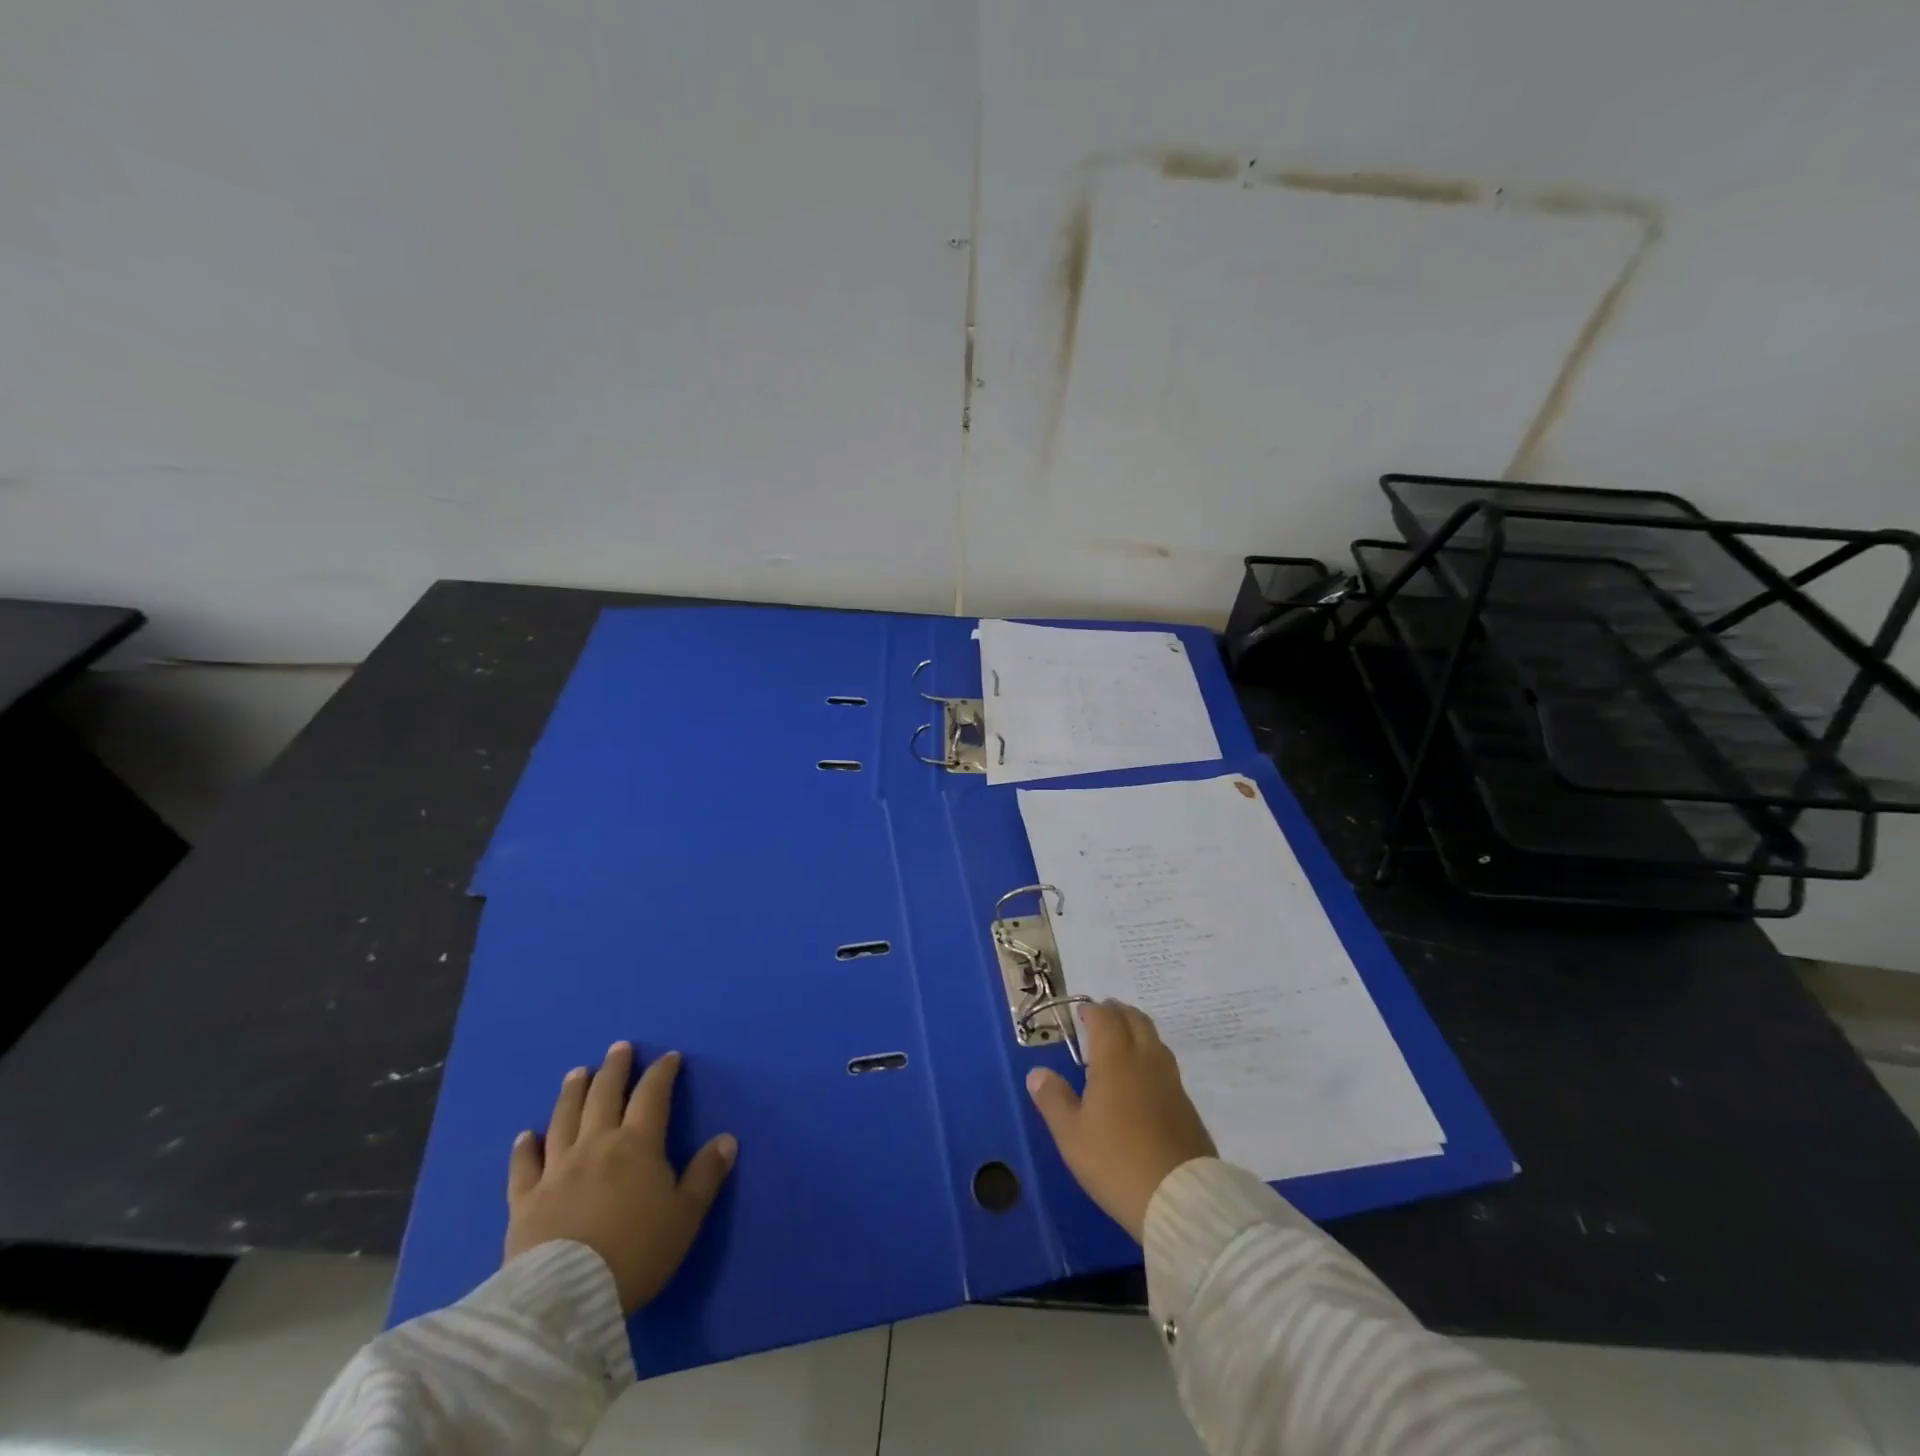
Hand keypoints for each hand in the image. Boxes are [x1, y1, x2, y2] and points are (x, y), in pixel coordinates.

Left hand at [505, 1042, 736, 1313]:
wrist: (567, 1298)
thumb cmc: (636, 1252)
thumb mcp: (685, 1215)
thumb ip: (706, 1174)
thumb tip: (727, 1139)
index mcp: (637, 1144)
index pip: (652, 1095)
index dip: (662, 1073)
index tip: (669, 1057)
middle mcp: (596, 1144)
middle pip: (604, 1095)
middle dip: (614, 1068)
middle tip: (619, 1048)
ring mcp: (557, 1169)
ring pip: (564, 1119)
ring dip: (572, 1092)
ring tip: (577, 1073)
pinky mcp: (525, 1199)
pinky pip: (523, 1166)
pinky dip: (524, 1148)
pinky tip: (525, 1136)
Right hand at [1025, 1001, 1215, 1241]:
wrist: (1180, 1198)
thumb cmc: (1116, 1161)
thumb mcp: (1071, 1135)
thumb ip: (1053, 1099)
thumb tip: (1037, 1072)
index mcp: (1115, 1059)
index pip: (1106, 1018)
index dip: (1093, 1011)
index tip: (1082, 1014)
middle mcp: (1145, 1060)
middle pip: (1135, 1020)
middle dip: (1117, 1013)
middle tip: (1102, 1018)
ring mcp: (1171, 1081)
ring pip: (1154, 1039)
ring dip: (1136, 1031)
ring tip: (1121, 1044)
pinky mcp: (1186, 1105)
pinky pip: (1165, 1065)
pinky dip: (1150, 1057)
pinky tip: (1142, 1080)